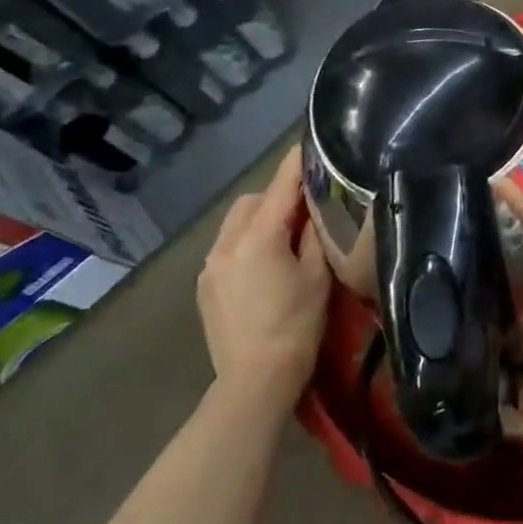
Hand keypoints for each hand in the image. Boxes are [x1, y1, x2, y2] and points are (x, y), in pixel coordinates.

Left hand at [197, 146, 330, 406]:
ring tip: (287, 236)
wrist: (255, 379)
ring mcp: (210, 264)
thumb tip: (314, 207)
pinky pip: (227, 246)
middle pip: (254, 199)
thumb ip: (314, 233)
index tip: (313, 144)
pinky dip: (247, 241)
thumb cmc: (296, 325)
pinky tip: (266, 263)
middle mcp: (226, 242)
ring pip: (237, 222)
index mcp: (258, 236)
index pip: (281, 184)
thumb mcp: (318, 274)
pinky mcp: (205, 284)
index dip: (298, 162)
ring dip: (260, 218)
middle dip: (279, 195)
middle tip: (309, 207)